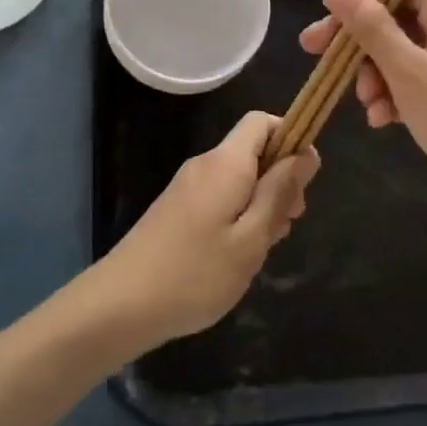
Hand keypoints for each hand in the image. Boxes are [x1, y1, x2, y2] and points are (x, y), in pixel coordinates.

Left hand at [92, 112, 318, 345]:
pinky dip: (237, 216)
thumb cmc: (195, 273)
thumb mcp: (251, 238)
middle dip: (279, 180)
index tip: (304, 181)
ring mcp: (187, 186)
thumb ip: (279, 192)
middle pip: (253, 152)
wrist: (121, 303)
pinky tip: (236, 256)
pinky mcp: (176, 208)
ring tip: (260, 250)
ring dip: (259, 204)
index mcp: (226, 163)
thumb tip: (305, 153)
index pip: (262, 122)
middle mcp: (205, 164)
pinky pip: (219, 196)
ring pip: (238, 178)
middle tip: (285, 226)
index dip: (290, 139)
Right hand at [299, 0, 426, 233]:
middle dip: (356, 41)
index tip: (323, 16)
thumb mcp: (409, 72)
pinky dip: (392, 95)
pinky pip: (412, 81)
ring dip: (373, 75)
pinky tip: (381, 121)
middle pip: (392, 18)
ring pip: (398, 53)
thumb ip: (372, 29)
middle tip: (314, 55)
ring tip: (367, 106)